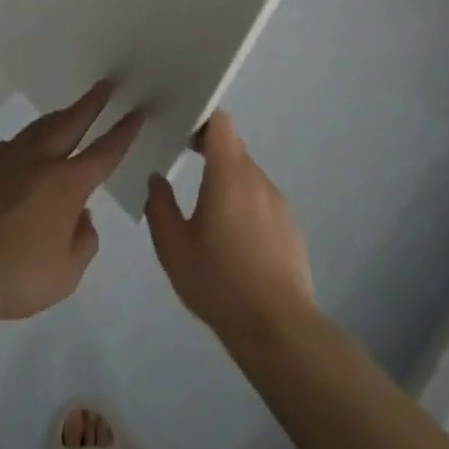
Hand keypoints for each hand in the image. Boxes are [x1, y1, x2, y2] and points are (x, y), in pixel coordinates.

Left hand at [0, 81, 142, 330]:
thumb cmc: (14, 276)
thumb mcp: (66, 274)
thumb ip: (83, 240)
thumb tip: (80, 215)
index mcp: (66, 184)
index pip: (104, 152)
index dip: (123, 132)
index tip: (136, 112)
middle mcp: (37, 160)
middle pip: (70, 122)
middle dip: (91, 103)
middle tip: (105, 85)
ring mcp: (2, 157)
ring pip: (36, 130)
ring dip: (56, 119)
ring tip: (66, 114)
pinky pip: (4, 151)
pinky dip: (18, 152)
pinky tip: (14, 166)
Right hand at [145, 112, 316, 346]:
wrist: (278, 328)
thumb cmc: (219, 282)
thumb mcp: (173, 247)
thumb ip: (159, 206)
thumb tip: (157, 179)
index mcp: (228, 174)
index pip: (220, 123)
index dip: (201, 120)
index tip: (181, 133)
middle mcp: (257, 179)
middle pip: (233, 147)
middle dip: (210, 151)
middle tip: (185, 167)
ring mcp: (278, 203)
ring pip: (248, 175)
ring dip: (228, 181)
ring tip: (209, 211)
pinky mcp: (291, 227)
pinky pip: (263, 201)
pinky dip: (246, 205)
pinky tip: (235, 239)